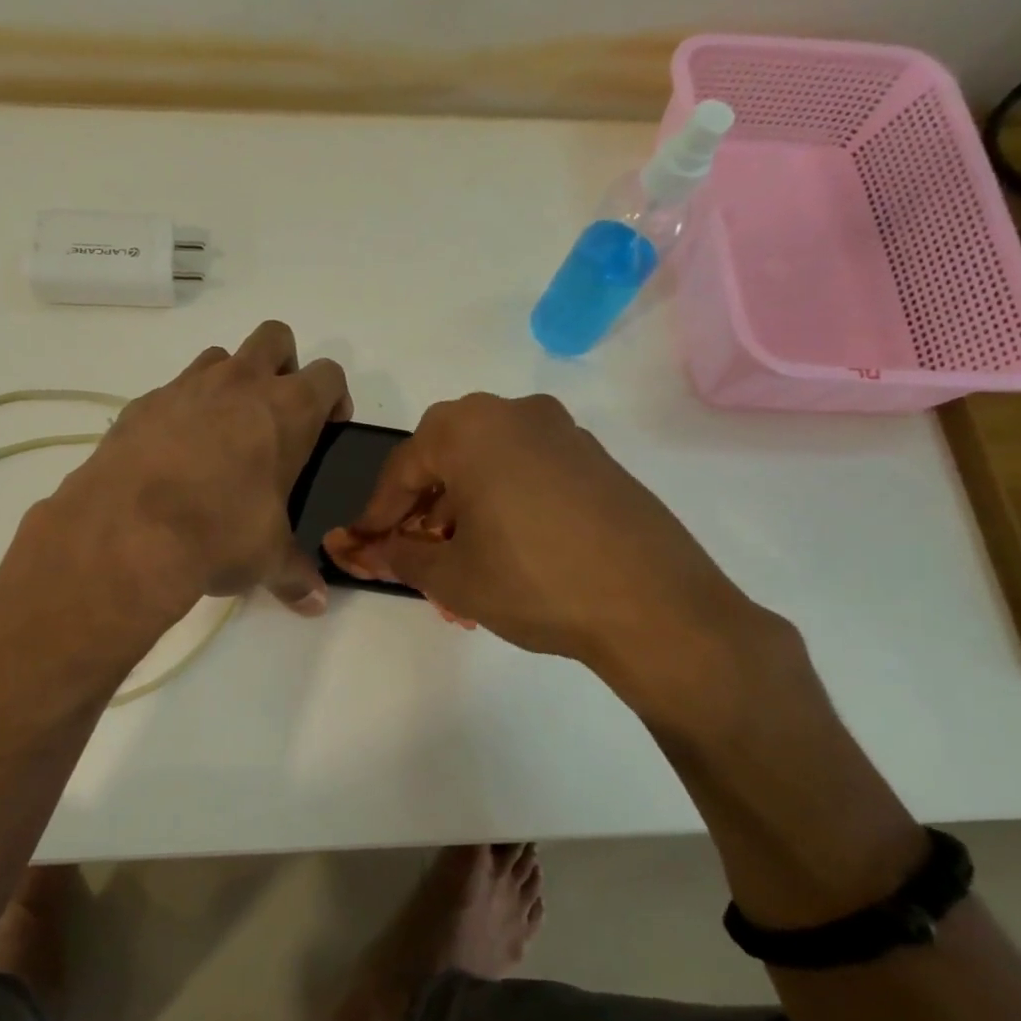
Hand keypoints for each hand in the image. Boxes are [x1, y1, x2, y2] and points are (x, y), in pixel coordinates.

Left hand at [45, 321, 350, 619]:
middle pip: (275, 338)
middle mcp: (240, 384)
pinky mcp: (142, 403)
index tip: (328, 426)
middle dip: (283, 365)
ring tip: (222, 435)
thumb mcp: (266, 558)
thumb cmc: (219, 534)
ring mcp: (187, 387)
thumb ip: (295, 574)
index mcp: (287, 410)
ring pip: (220, 358)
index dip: (334, 398)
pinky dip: (180, 412)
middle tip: (275, 416)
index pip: (329, 375)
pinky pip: (172, 392)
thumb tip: (314, 603)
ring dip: (230, 383)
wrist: (129, 530)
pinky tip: (172, 456)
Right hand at [322, 393, 770, 731]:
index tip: (363, 547)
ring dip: (462, 509)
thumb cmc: (534, 582)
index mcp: (470, 428)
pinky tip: (505, 550)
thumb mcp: (452, 575)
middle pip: (445, 458)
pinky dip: (502, 503)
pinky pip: (527, 472)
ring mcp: (562, 432)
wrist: (656, 608)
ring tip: (459, 563)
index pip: (402, 469)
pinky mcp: (595, 458)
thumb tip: (365, 550)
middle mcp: (515, 413)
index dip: (377, 514)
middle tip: (414, 552)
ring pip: (488, 465)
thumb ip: (398, 555)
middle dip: (421, 509)